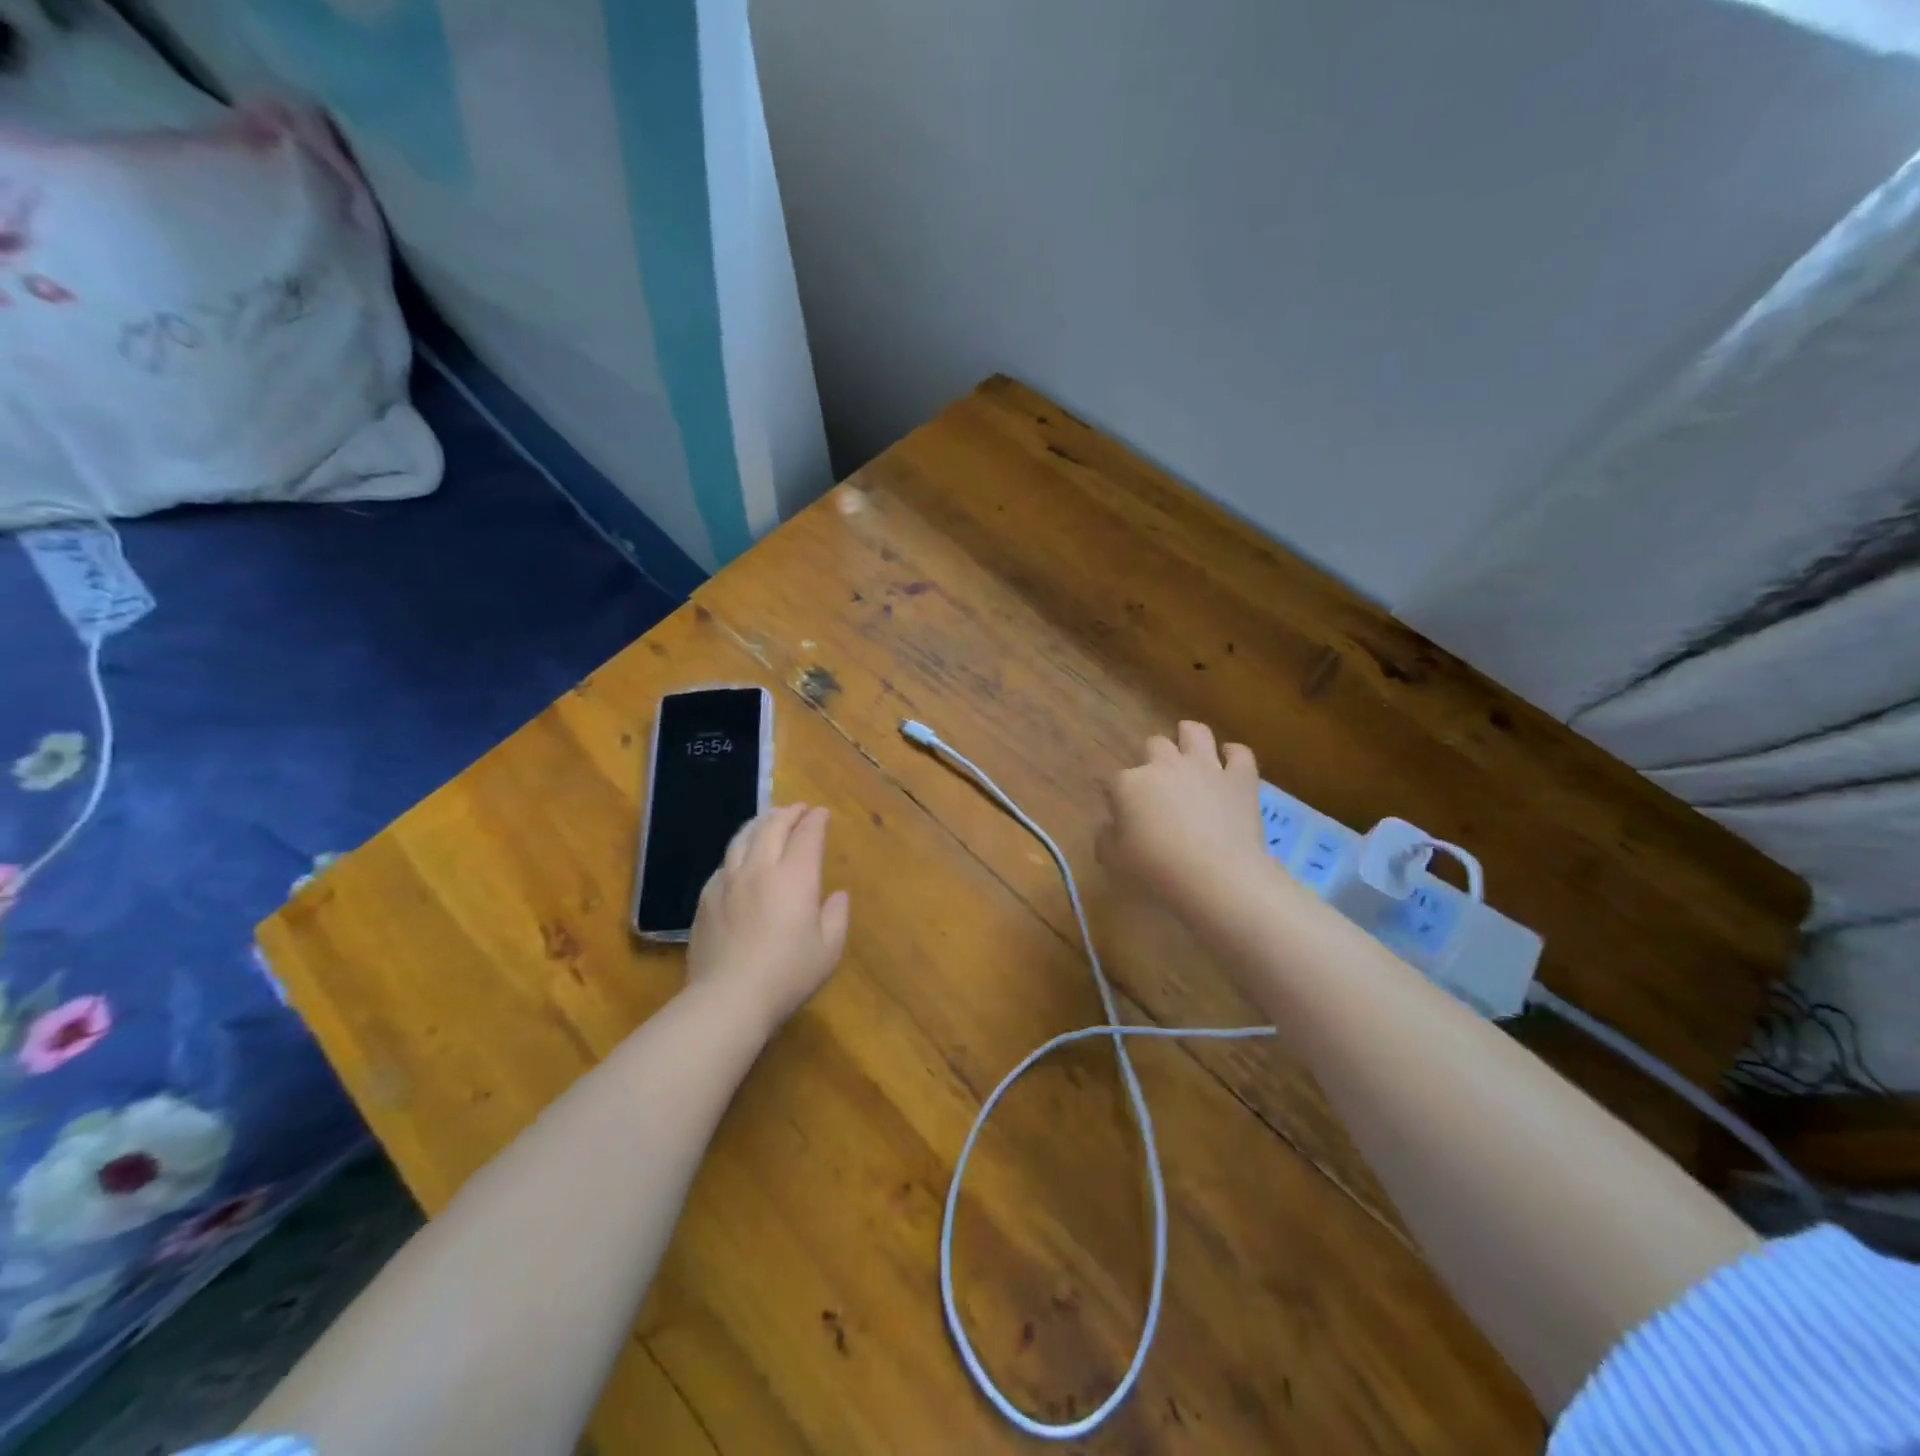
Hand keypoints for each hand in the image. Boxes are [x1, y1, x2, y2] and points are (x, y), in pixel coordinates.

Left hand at [686, 804, 850, 1032]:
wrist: (727, 999)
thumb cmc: (787, 975)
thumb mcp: (828, 950)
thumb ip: (836, 917)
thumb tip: (837, 896)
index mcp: (795, 877)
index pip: (807, 834)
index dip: (816, 820)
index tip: (822, 813)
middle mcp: (760, 869)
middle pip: (772, 826)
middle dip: (789, 812)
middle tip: (798, 809)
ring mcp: (728, 881)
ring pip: (742, 837)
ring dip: (760, 823)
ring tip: (768, 820)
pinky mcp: (706, 898)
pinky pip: (724, 863)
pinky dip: (738, 851)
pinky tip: (741, 859)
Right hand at [1100, 721, 1266, 924]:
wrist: (1217, 877)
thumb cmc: (1157, 871)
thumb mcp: (1115, 862)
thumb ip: (1106, 840)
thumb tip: (1109, 828)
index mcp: (1129, 785)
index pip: (1114, 781)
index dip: (1115, 795)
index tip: (1119, 813)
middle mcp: (1165, 766)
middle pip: (1154, 745)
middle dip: (1153, 757)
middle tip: (1157, 782)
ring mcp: (1205, 768)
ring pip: (1195, 732)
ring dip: (1190, 736)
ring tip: (1190, 748)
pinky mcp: (1240, 779)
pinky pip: (1240, 754)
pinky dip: (1234, 755)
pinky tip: (1230, 762)